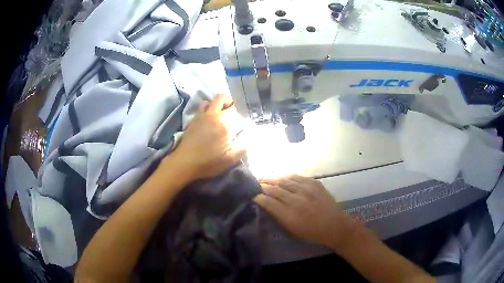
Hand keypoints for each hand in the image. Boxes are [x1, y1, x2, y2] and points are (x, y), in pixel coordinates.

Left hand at [166, 94, 245, 182]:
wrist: (184, 163)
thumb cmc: (208, 162)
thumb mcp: (231, 159)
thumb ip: (243, 146)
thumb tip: (250, 135)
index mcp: (225, 123)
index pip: (238, 109)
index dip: (244, 112)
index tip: (247, 119)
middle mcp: (213, 115)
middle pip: (223, 98)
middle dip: (232, 102)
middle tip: (236, 111)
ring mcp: (202, 115)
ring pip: (211, 100)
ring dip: (219, 103)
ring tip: (223, 113)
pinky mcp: (193, 119)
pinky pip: (202, 107)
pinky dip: (209, 107)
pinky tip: (211, 118)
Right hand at [254, 175, 359, 250]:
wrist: (334, 225)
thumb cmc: (311, 232)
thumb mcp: (292, 230)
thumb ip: (278, 216)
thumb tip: (266, 205)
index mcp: (290, 215)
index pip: (268, 202)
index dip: (259, 197)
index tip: (253, 196)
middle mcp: (297, 200)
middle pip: (275, 189)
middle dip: (263, 186)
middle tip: (256, 184)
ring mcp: (307, 189)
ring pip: (285, 180)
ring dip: (273, 179)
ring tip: (265, 178)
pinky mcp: (315, 183)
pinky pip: (297, 177)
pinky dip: (288, 177)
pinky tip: (283, 178)